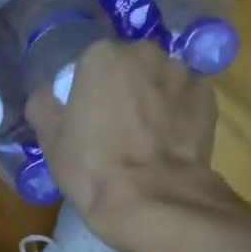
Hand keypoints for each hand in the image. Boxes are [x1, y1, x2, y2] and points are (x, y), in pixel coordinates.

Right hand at [25, 38, 238, 251]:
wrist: (151, 198)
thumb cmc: (92, 167)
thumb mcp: (50, 141)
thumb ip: (43, 106)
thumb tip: (46, 93)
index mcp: (101, 56)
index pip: (89, 64)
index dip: (87, 91)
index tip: (86, 117)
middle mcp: (144, 52)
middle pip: (129, 65)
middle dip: (124, 88)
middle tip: (115, 126)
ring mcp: (181, 73)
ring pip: (159, 80)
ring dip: (153, 99)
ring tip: (146, 138)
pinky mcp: (207, 98)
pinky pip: (185, 100)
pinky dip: (177, 114)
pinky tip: (168, 143)